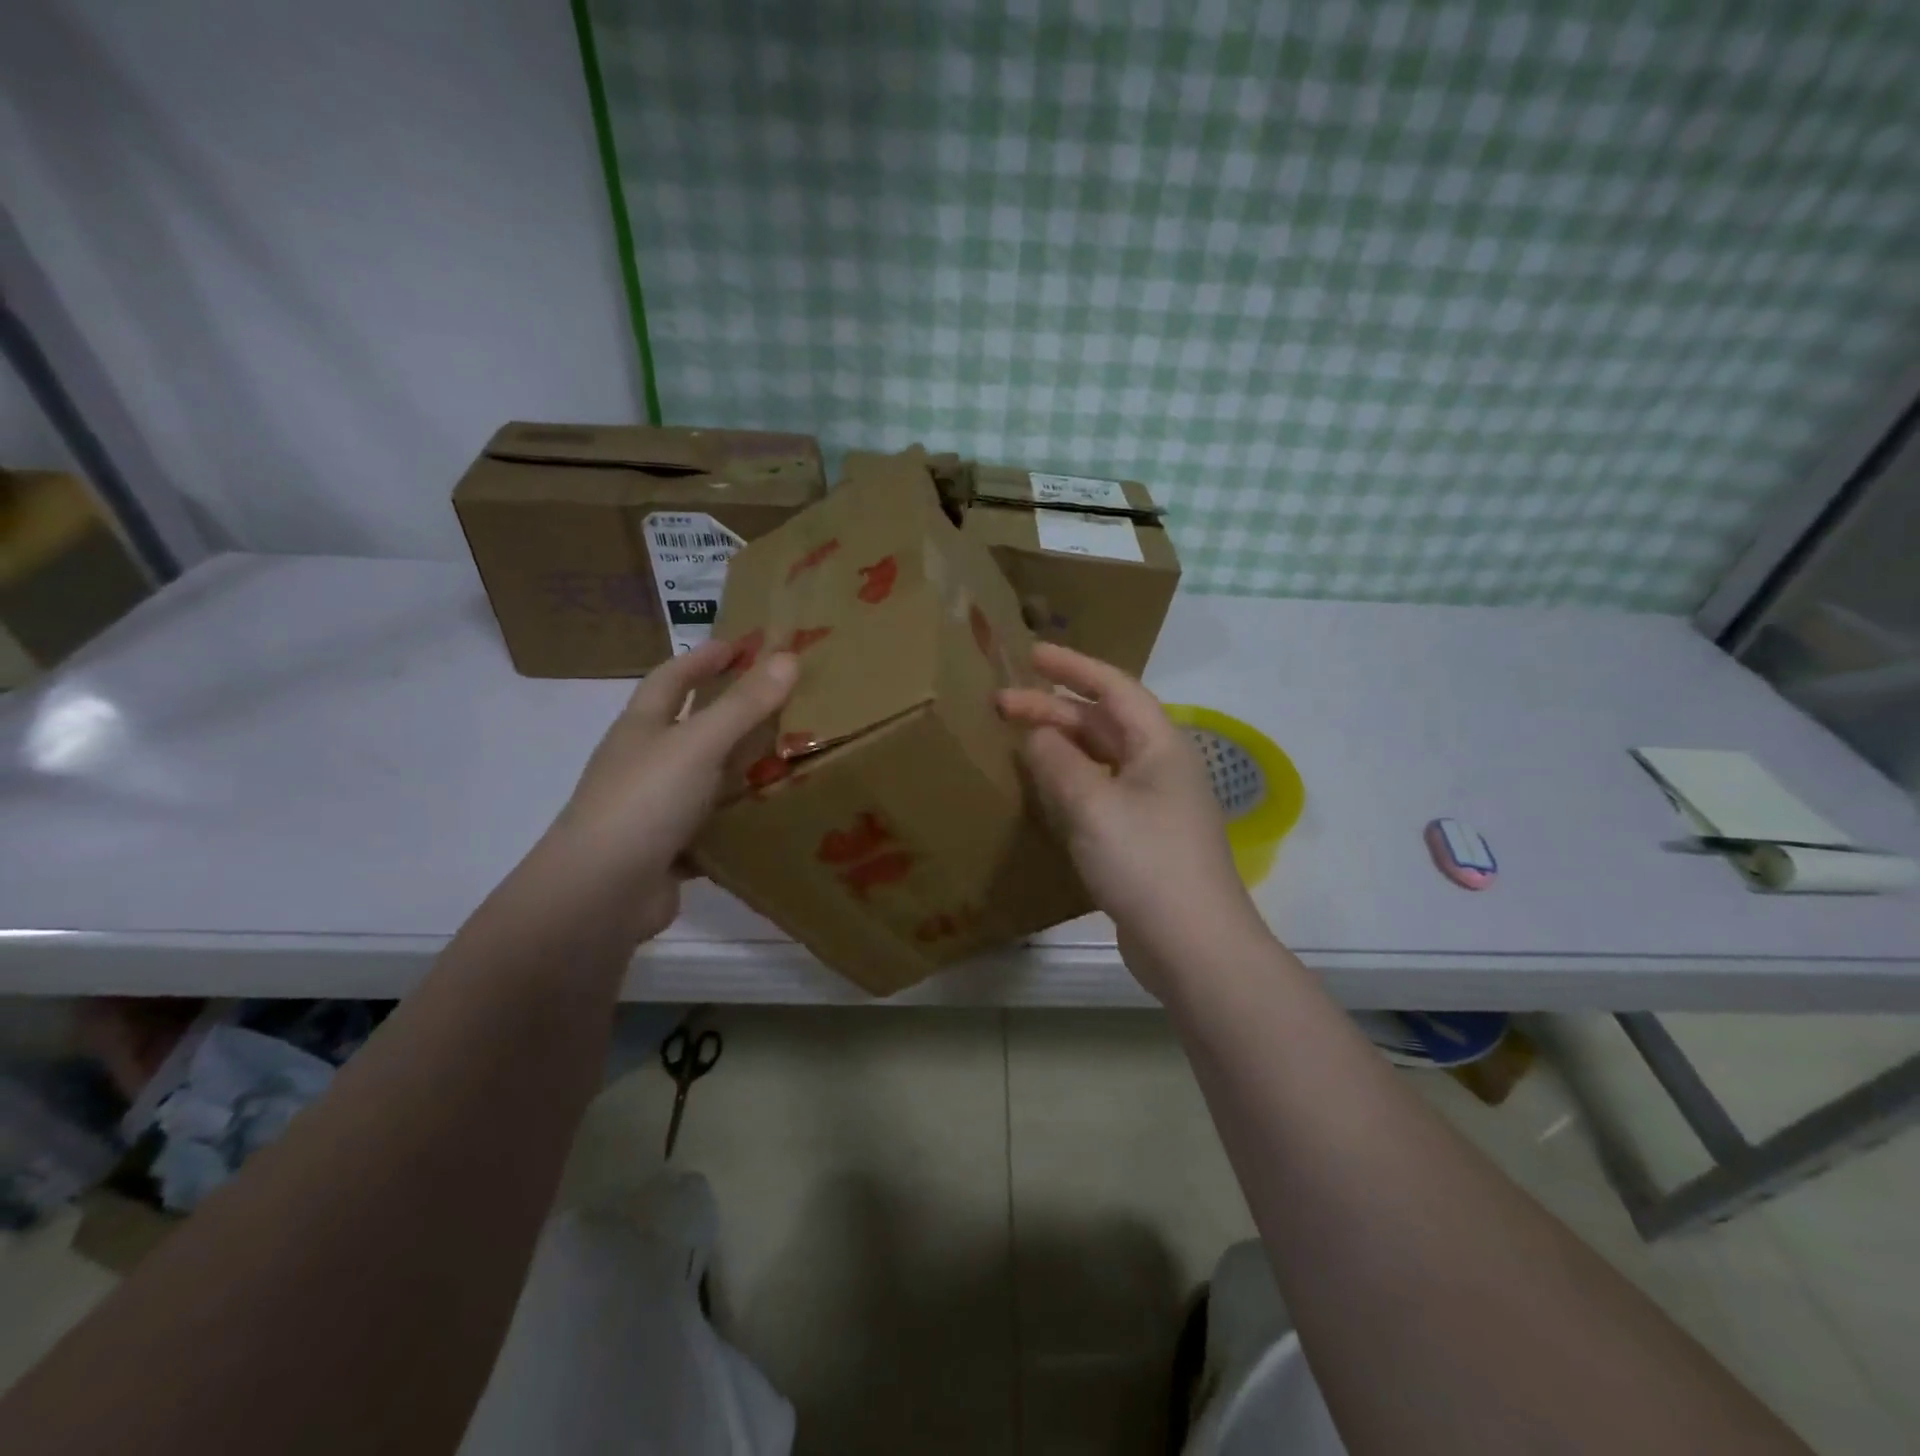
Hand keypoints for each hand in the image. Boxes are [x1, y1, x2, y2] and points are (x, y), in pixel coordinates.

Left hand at [544, 639, 797, 944]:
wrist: (601, 894)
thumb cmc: (645, 801)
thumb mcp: (699, 744)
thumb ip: (744, 704)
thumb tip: (789, 656)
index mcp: (642, 728)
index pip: (672, 678)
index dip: (703, 658)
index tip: (742, 645)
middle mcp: (644, 763)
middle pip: (691, 727)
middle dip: (730, 711)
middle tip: (782, 699)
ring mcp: (654, 809)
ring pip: (705, 779)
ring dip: (740, 768)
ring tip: (791, 756)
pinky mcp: (669, 851)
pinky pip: (712, 826)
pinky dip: (738, 820)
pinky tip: (772, 817)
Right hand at [996, 644, 1258, 986]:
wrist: (1194, 946)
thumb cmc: (1146, 863)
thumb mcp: (1094, 805)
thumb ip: (1059, 763)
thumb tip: (1036, 736)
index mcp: (1160, 745)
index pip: (1114, 688)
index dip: (1073, 667)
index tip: (1031, 655)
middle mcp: (1161, 766)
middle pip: (1103, 723)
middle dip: (1054, 709)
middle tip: (1001, 705)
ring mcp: (1154, 805)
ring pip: (1101, 758)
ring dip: (1061, 745)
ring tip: (1016, 739)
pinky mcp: (1142, 838)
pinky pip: (1100, 792)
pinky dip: (1070, 781)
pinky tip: (1043, 789)